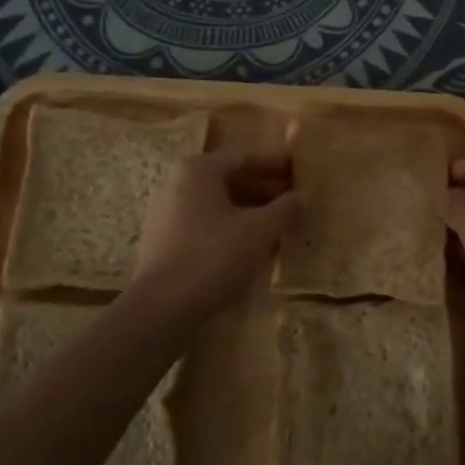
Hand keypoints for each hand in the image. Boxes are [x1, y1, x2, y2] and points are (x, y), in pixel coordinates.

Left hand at [130, 146, 297, 319]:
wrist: (161, 309)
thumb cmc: (212, 257)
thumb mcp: (259, 230)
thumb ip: (285, 208)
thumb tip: (303, 197)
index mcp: (199, 170)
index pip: (245, 155)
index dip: (276, 162)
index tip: (301, 168)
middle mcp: (178, 183)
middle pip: (230, 177)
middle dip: (265, 187)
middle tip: (295, 198)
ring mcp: (167, 212)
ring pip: (219, 202)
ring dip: (251, 209)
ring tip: (280, 223)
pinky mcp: (164, 241)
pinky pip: (206, 223)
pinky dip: (232, 226)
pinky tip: (253, 245)